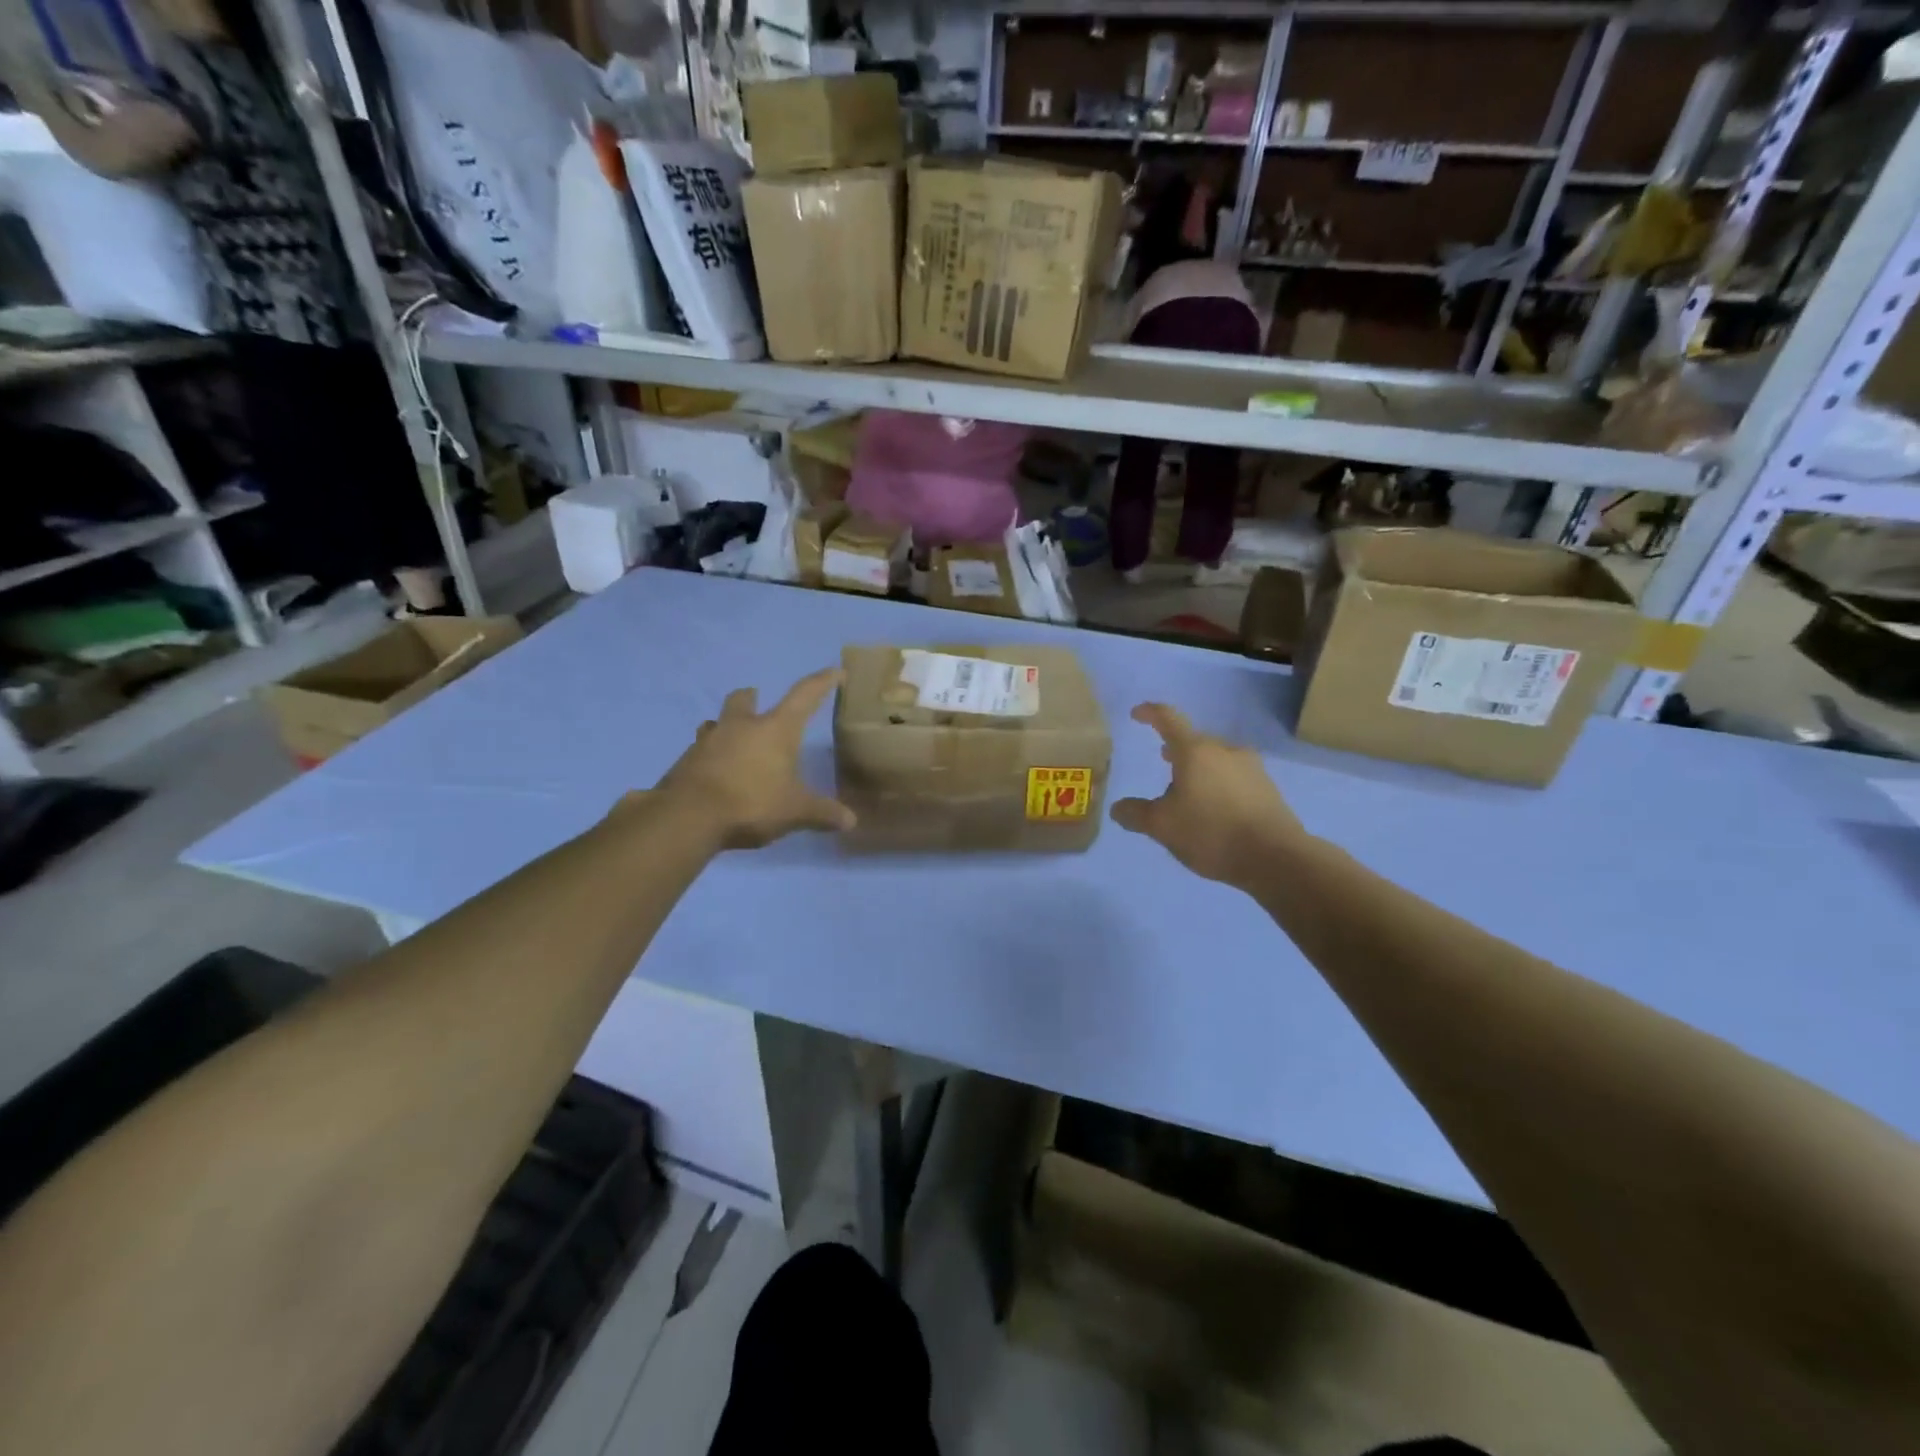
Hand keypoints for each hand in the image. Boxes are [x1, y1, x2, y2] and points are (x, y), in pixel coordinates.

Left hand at [655, 668, 855, 848]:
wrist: (688, 817)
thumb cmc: (752, 803)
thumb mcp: (795, 812)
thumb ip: (823, 813)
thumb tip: (851, 821)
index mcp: (775, 730)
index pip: (804, 695)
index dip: (822, 682)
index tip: (836, 671)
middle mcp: (741, 726)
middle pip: (743, 698)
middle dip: (751, 698)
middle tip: (758, 703)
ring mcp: (708, 741)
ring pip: (716, 722)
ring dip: (725, 726)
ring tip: (733, 741)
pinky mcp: (685, 761)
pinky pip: (699, 750)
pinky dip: (709, 756)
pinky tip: (715, 774)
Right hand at [1110, 703, 1308, 886]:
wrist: (1276, 857)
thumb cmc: (1211, 832)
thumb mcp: (1162, 827)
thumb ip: (1136, 814)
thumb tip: (1118, 808)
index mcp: (1195, 751)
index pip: (1168, 719)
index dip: (1150, 713)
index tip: (1137, 714)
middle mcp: (1225, 750)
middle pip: (1194, 740)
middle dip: (1176, 749)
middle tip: (1163, 760)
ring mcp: (1251, 767)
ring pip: (1216, 759)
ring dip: (1198, 767)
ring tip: (1187, 788)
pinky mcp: (1268, 788)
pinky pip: (1234, 776)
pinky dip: (1217, 783)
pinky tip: (1214, 808)